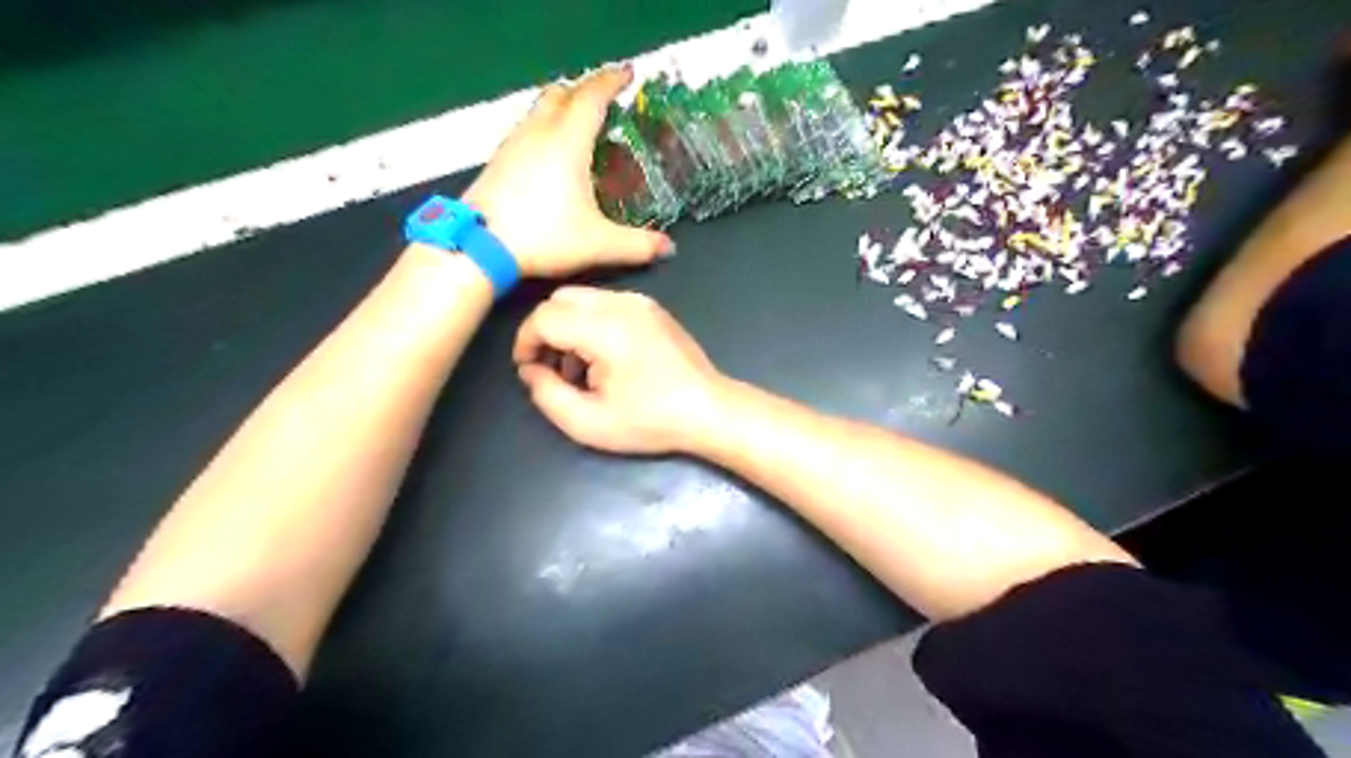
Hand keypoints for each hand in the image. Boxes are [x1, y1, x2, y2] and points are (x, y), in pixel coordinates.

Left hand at [465, 65, 673, 278]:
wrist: (480, 247)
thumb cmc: (544, 237)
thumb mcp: (599, 244)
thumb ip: (638, 245)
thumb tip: (669, 248)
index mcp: (567, 142)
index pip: (592, 97)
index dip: (612, 82)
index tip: (628, 75)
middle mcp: (538, 133)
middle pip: (561, 94)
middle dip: (584, 91)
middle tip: (603, 101)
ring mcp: (513, 145)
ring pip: (539, 110)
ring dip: (561, 108)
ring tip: (578, 126)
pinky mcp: (497, 161)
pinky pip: (525, 130)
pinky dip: (543, 128)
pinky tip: (548, 155)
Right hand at [513, 283, 727, 451]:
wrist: (709, 410)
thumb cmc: (651, 421)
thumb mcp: (588, 422)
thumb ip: (546, 394)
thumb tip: (530, 369)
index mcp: (604, 328)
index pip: (543, 317)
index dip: (525, 343)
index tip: (529, 370)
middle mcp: (621, 303)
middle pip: (560, 299)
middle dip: (545, 331)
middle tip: (551, 368)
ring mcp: (640, 302)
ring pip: (583, 298)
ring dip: (569, 327)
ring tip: (581, 369)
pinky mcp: (652, 307)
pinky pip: (606, 303)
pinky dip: (592, 323)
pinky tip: (605, 358)